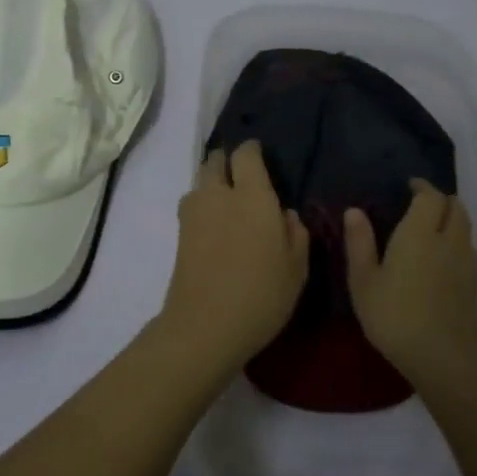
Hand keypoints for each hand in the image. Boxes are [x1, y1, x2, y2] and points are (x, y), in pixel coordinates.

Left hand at [159, 142, 309, 367]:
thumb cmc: (261, 294)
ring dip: (211, 182)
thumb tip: (284, 214)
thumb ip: (295, 233)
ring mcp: (193, 213)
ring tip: (227, 199)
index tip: (259, 154)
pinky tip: (215, 224)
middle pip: (215, 161)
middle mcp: (218, 194)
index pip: (245, 155)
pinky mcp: (179, 234)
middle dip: (226, 161)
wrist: (204, 325)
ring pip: (200, 182)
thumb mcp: (296, 267)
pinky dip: (202, 205)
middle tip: (241, 174)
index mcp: (252, 195)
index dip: (251, 150)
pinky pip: (192, 205)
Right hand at [344, 179, 476, 387]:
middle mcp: (448, 240)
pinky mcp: (473, 284)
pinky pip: (468, 248)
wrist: (443, 357)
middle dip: (440, 200)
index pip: (430, 196)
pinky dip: (457, 241)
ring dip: (451, 219)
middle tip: (419, 204)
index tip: (408, 186)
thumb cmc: (395, 315)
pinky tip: (440, 257)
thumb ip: (359, 242)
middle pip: (455, 207)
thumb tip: (355, 211)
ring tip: (430, 227)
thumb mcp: (364, 280)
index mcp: (420, 233)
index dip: (421, 187)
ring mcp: (466, 262)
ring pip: (465, 227)